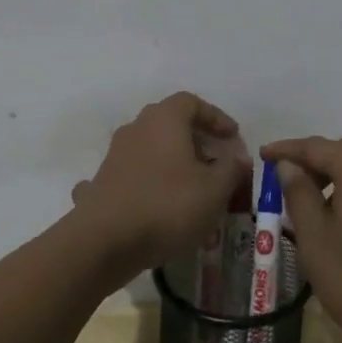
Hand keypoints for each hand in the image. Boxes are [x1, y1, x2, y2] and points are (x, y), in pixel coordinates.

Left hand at [72, 92, 250, 280]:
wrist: (104, 239)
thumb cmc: (167, 205)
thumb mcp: (214, 190)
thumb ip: (232, 170)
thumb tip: (240, 157)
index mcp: (164, 119)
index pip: (192, 102)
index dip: (215, 117)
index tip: (232, 137)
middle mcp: (136, 128)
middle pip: (169, 123)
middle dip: (194, 140)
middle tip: (214, 162)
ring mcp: (115, 154)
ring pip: (150, 148)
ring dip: (170, 162)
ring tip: (190, 188)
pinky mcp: (102, 181)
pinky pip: (131, 174)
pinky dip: (147, 182)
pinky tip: (155, 203)